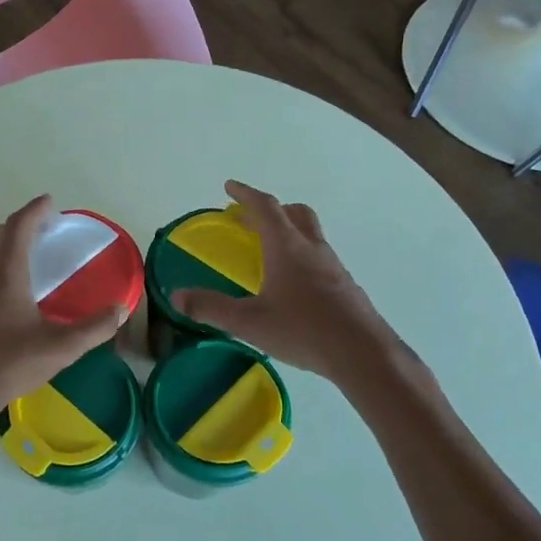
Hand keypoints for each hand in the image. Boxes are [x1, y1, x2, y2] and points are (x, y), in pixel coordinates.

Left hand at [0, 195, 127, 464]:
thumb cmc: (8, 367)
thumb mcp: (60, 349)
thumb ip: (94, 328)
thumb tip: (120, 309)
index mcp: (4, 273)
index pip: (19, 225)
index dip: (35, 210)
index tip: (49, 203)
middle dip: (12, 228)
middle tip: (35, 239)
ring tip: (16, 270)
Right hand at [173, 180, 412, 385]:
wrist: (364, 354)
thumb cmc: (304, 330)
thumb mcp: (249, 322)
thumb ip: (211, 308)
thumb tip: (176, 296)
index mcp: (287, 247)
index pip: (264, 207)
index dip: (245, 194)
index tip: (230, 186)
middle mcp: (312, 249)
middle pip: (295, 213)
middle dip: (271, 210)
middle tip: (249, 219)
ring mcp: (333, 267)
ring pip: (310, 235)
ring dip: (289, 232)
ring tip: (270, 251)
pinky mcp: (346, 287)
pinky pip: (320, 258)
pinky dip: (302, 257)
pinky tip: (294, 285)